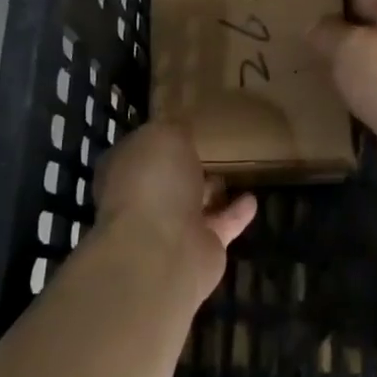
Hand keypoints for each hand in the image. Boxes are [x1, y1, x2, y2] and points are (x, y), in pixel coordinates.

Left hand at [93, 122, 256, 302]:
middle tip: (212, 147)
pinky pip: (221, 224)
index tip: (182, 126)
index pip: (140, 149)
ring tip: (234, 170)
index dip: (159, 137)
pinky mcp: (199, 249)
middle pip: (166, 178)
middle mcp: (142, 199)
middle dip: (185, 166)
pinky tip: (252, 198)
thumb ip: (174, 128)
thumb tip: (179, 127)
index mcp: (124, 170)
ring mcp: (169, 228)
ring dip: (211, 190)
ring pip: (193, 204)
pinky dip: (236, 213)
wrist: (162, 250)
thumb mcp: (164, 135)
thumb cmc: (154, 182)